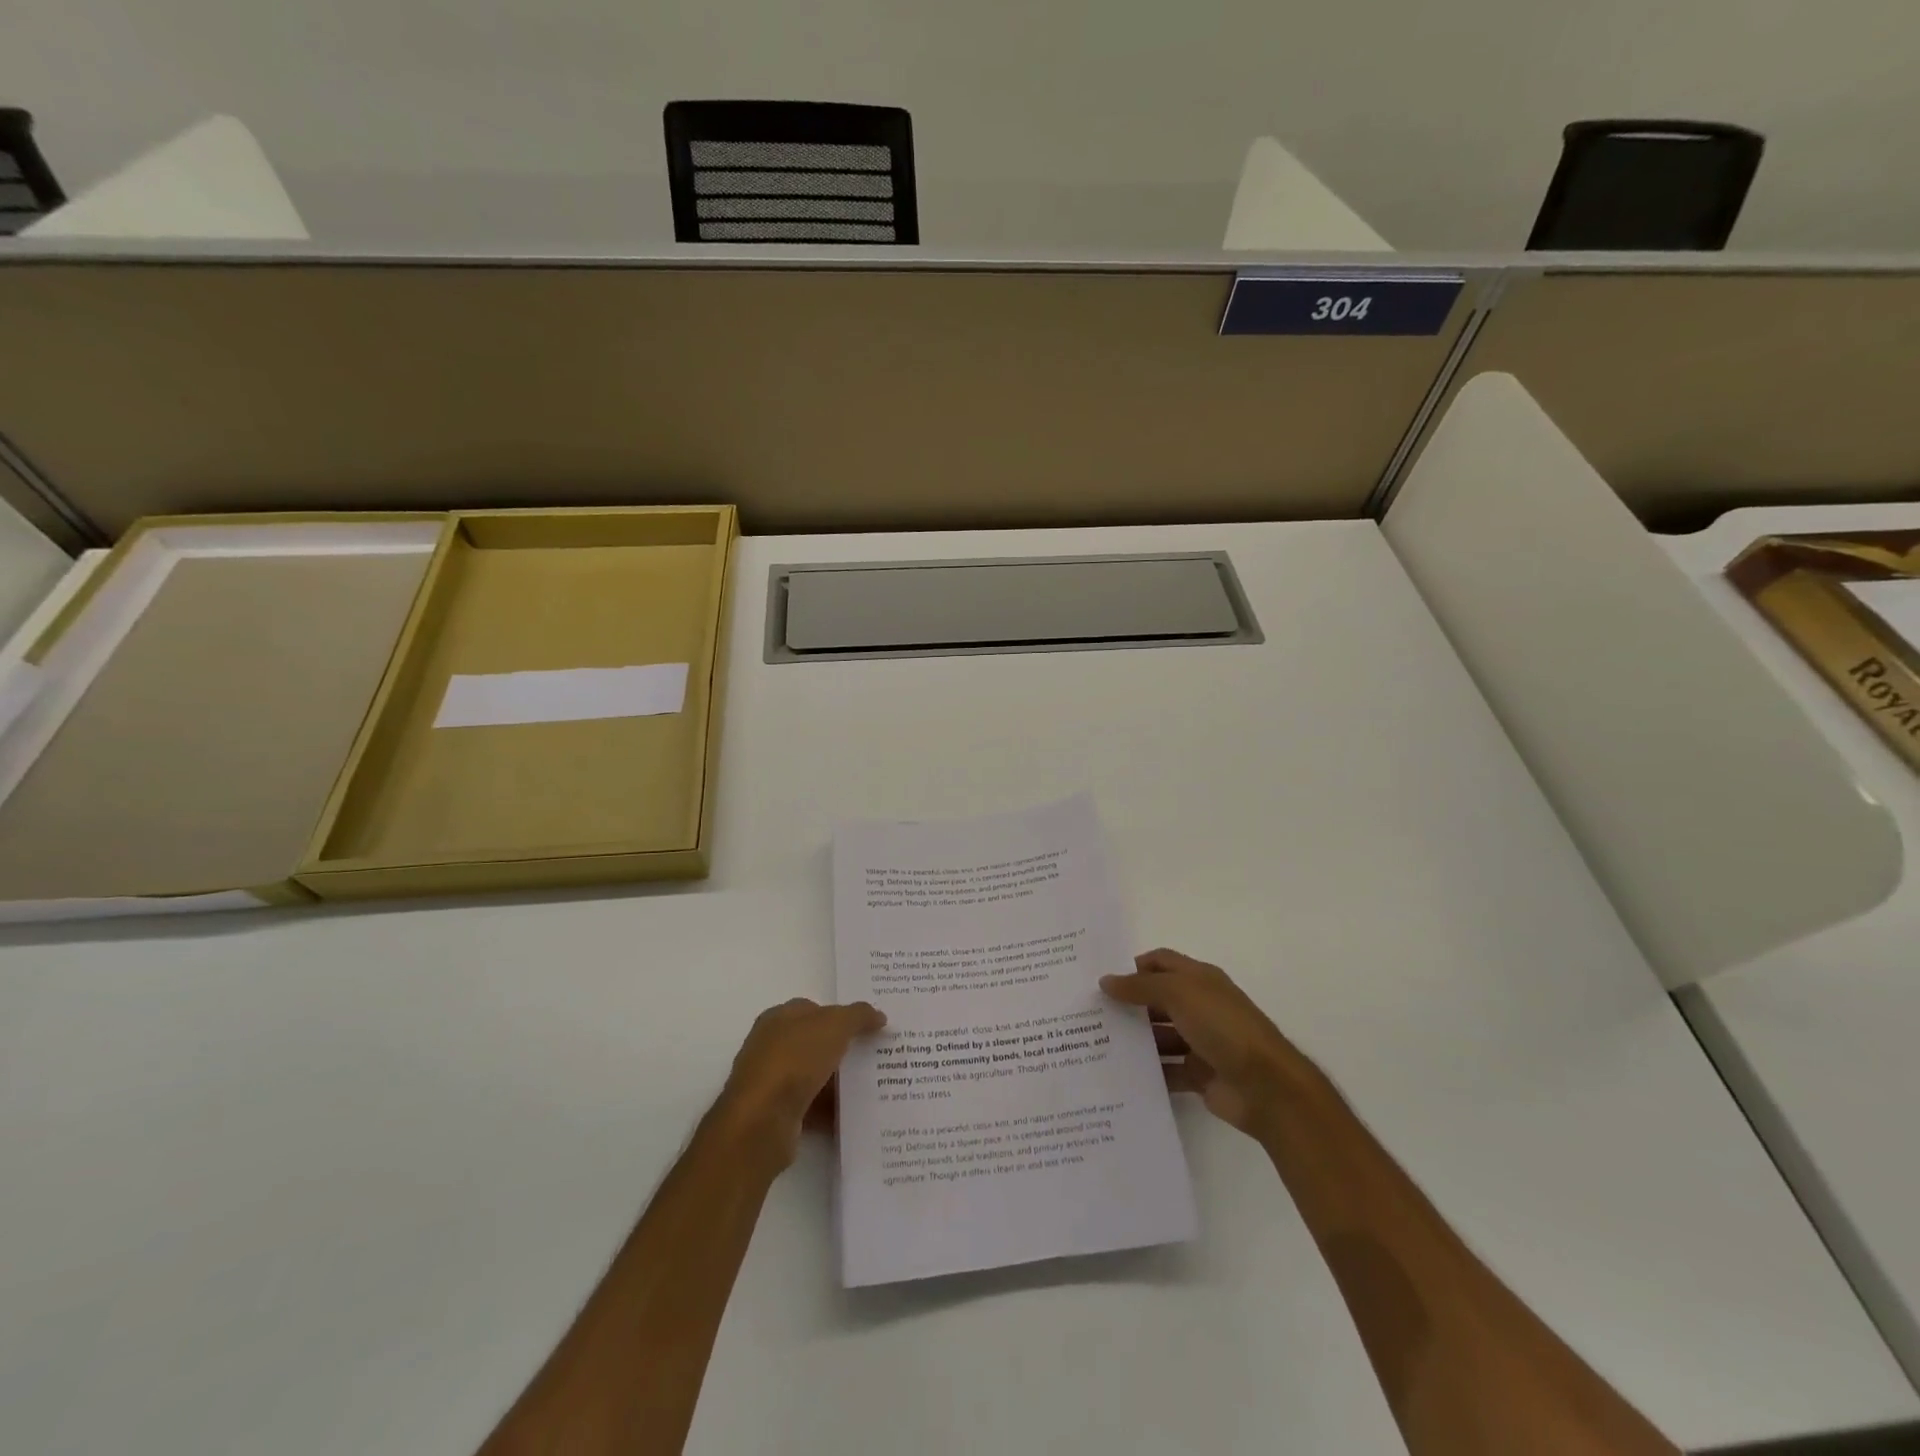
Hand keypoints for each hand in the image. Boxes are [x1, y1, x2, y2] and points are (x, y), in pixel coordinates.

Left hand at [711, 998, 885, 1168]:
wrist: (761, 1120)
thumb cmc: (795, 1059)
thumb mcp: (835, 1025)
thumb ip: (859, 1016)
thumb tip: (878, 1016)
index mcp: (778, 1018)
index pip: (814, 1009)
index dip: (841, 1015)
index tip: (869, 1026)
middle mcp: (771, 1046)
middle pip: (815, 1043)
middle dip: (843, 1049)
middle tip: (876, 1054)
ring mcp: (772, 1082)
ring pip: (814, 1076)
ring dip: (838, 1082)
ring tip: (873, 1085)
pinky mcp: (776, 1114)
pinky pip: (811, 1107)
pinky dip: (831, 1110)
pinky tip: (854, 1114)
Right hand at [1102, 948, 1319, 1139]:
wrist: (1267, 1087)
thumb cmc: (1223, 1027)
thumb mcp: (1179, 994)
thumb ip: (1141, 986)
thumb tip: (1106, 981)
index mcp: (1199, 980)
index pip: (1161, 962)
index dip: (1133, 966)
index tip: (1102, 980)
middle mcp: (1200, 1007)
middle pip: (1157, 1000)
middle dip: (1128, 1004)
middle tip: (1091, 1014)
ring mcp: (1201, 1042)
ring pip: (1160, 1036)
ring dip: (1135, 1040)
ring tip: (1097, 1045)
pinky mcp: (1200, 1075)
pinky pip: (1167, 1070)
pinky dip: (1148, 1072)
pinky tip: (1120, 1075)